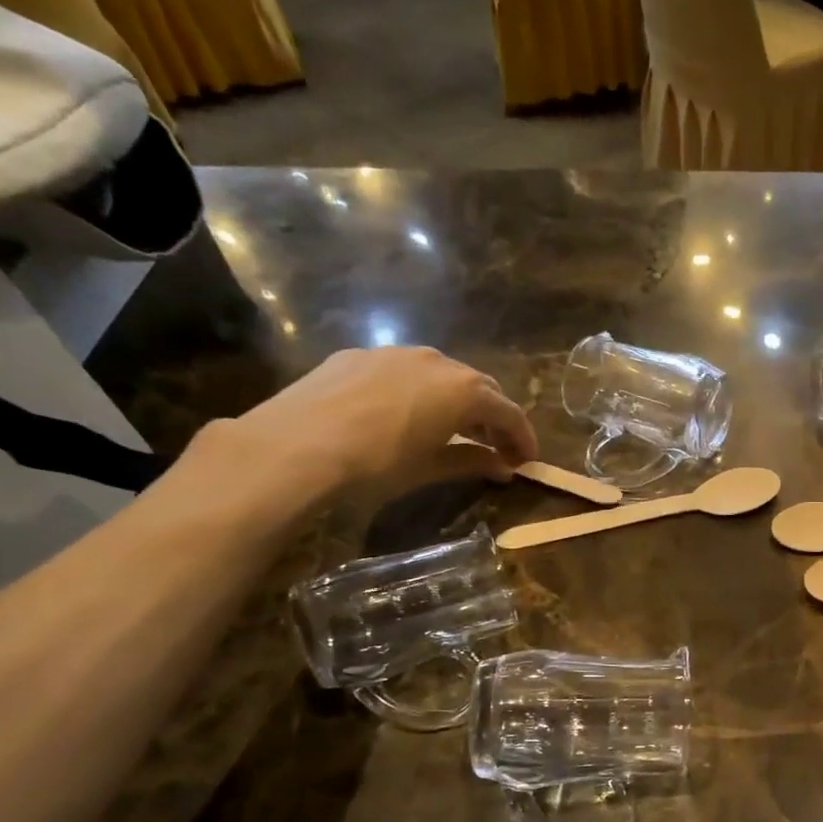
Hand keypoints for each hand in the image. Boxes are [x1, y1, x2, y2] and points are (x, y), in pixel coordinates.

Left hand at [223, 347, 537, 504]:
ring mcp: (395, 353)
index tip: (527, 461)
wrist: (295, 446)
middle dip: (493, 418)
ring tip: (453, 430)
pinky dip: (420, 392)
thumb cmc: (377, 463)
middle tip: (495, 448)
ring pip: (442, 375)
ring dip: (457, 401)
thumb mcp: (431, 468)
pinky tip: (405, 415)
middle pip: (480, 388)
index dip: (523, 438)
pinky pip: (405, 371)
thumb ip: (473, 462)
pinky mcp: (359, 356)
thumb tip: (503, 467)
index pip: (509, 413)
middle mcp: (437, 361)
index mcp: (464, 390)